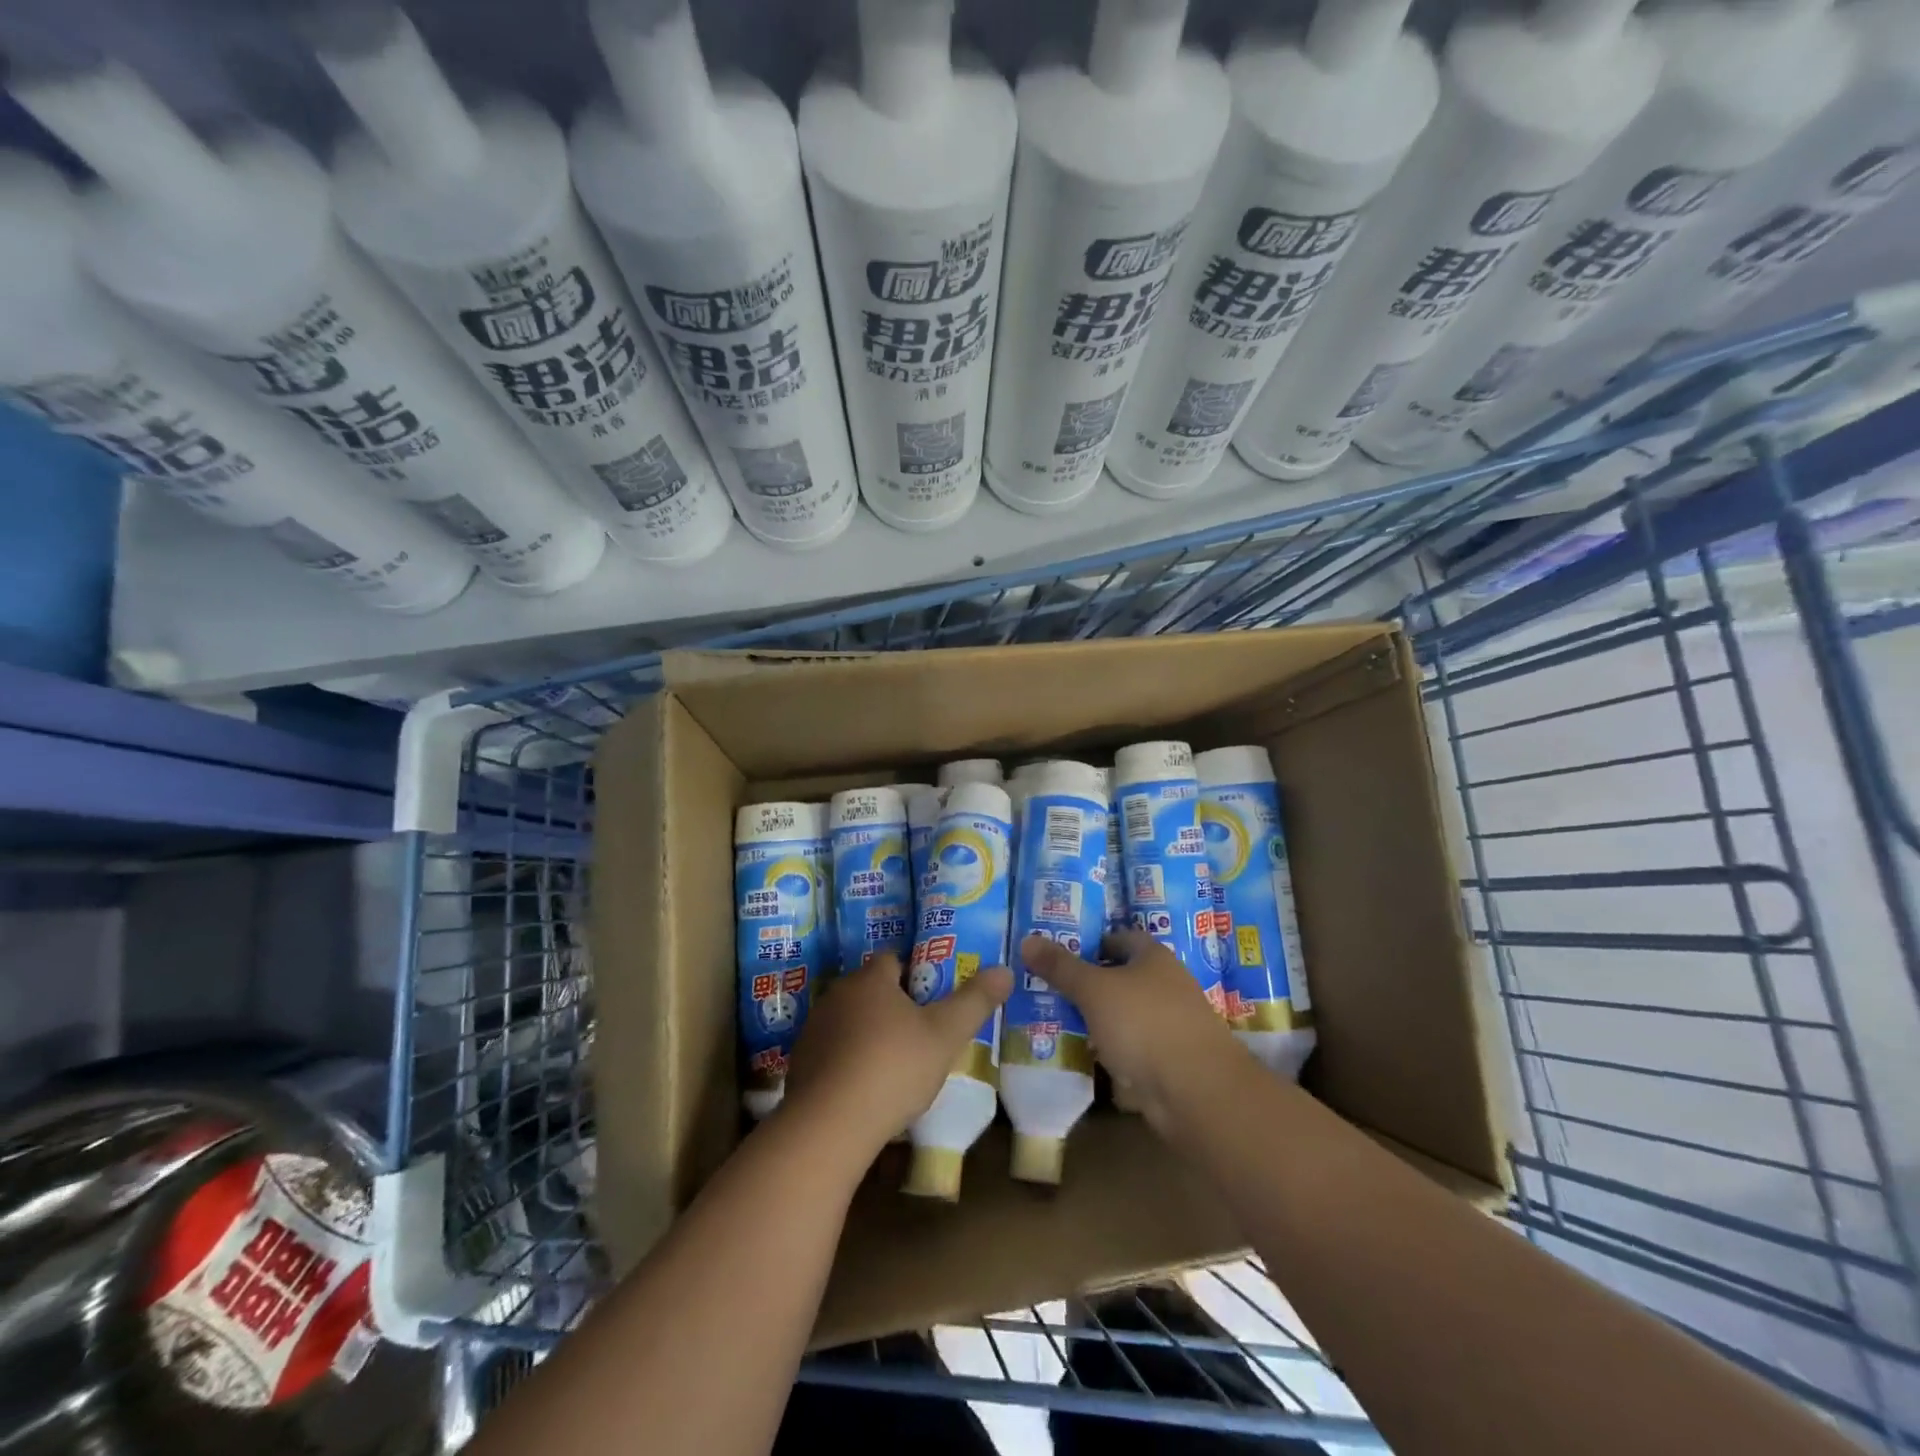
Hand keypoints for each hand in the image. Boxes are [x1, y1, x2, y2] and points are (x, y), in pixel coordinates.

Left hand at [783, 952, 1013, 1161]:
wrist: (829, 1125)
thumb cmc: (893, 1067)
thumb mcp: (946, 1035)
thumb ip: (975, 1001)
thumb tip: (1005, 969)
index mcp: (870, 979)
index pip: (892, 960)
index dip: (914, 975)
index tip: (932, 1000)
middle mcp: (837, 995)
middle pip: (870, 990)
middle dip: (892, 1006)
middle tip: (920, 1033)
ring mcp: (814, 1029)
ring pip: (849, 1020)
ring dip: (868, 1034)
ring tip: (894, 1065)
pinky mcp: (800, 1063)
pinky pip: (832, 1052)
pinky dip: (848, 1062)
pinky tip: (864, 1089)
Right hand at [1020, 930, 1240, 1131]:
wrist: (1197, 1092)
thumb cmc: (1144, 1024)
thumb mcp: (1094, 990)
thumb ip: (1061, 967)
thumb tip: (1027, 939)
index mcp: (1154, 957)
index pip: (1120, 938)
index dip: (1091, 943)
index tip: (1059, 955)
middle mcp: (1167, 985)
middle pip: (1123, 977)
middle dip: (1090, 984)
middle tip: (1049, 989)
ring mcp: (1172, 1025)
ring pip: (1126, 1014)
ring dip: (1099, 1019)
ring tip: (1059, 1022)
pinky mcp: (1170, 1061)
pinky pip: (1133, 1048)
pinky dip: (1112, 1050)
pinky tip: (1087, 1058)